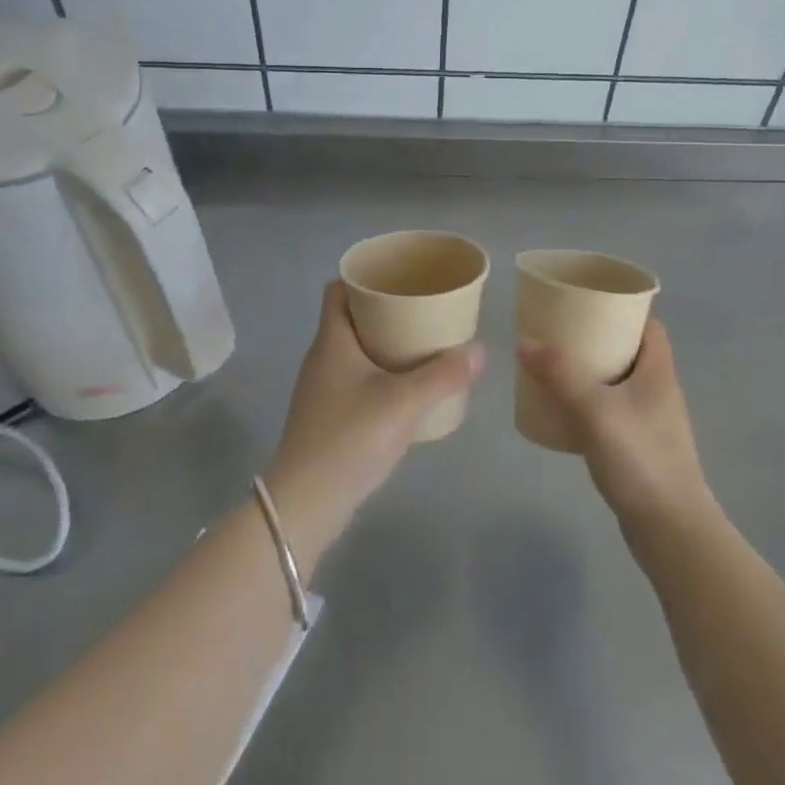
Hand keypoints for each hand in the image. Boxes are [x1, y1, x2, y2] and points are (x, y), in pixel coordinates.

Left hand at [265, 281, 483, 571]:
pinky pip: (356, 378)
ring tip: (422, 344)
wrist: (304, 507)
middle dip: (385, 310)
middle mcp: (322, 358)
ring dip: (385, 343)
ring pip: (355, 350)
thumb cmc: (349, 439)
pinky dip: (380, 373)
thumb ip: (443, 375)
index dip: (363, 278)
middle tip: (422, 309)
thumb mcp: (403, 403)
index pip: (337, 289)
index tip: (398, 277)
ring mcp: (322, 390)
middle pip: (351, 317)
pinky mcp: (328, 417)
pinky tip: (407, 388)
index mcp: (332, 341)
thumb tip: (480, 350)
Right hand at [516, 320, 712, 535]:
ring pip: (619, 382)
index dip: (622, 308)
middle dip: (597, 338)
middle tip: (560, 333)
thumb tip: (525, 342)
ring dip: (591, 372)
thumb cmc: (640, 459)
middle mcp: (659, 389)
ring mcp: (651, 421)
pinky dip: (590, 404)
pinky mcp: (640, 448)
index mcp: (658, 370)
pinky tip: (564, 412)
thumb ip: (560, 374)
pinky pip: (612, 411)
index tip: (588, 301)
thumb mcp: (595, 409)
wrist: (670, 530)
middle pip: (629, 350)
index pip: (648, 323)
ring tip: (555, 367)